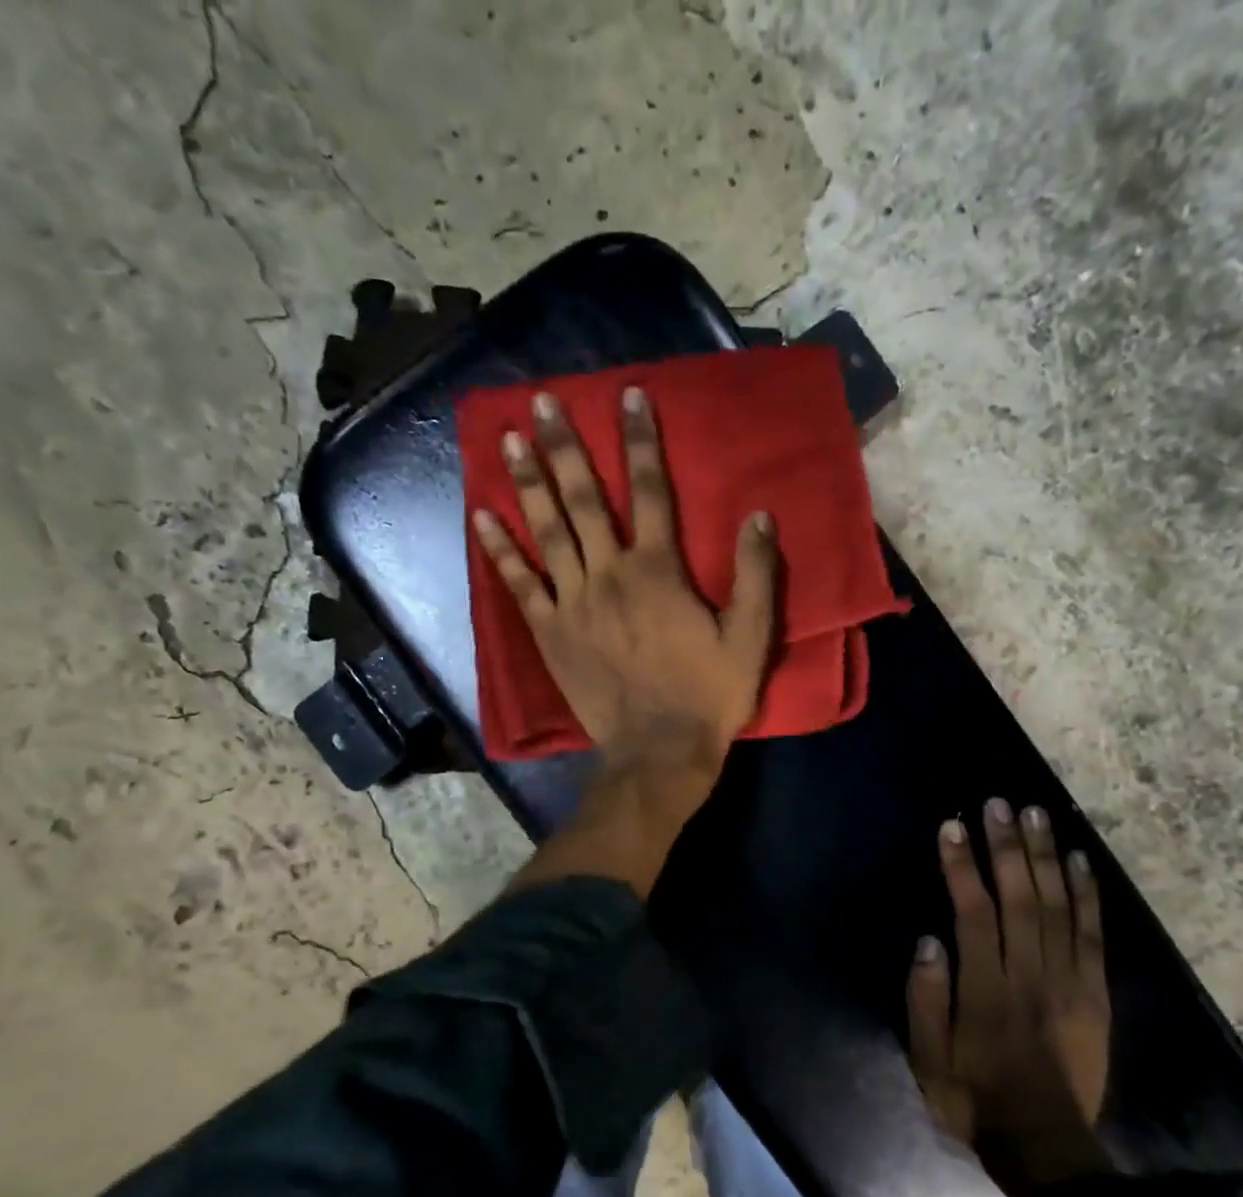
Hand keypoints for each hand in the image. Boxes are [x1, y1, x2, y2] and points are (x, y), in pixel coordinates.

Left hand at [473, 387, 779, 782]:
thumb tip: (759, 515)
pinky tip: (482, 517)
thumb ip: (756, 575)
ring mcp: (573, 603)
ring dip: (527, 482)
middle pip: (583, 499)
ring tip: (507, 439)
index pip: (649, 490)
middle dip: (563, 446)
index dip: (639, 440)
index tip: (627, 396)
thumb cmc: (708, 696)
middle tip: (541, 401)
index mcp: (659, 571)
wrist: (658, 753)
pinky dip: (501, 550)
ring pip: (547, 531)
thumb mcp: (751, 639)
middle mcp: (610, 575)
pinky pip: (520, 584)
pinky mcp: (550, 633)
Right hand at [907, 799, 1112, 1194]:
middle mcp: (1029, 976)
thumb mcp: (928, 1060)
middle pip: (1020, 898)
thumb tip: (930, 940)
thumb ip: (926, 1000)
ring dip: (1046, 857)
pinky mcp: (1095, 994)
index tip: (953, 827)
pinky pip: (1093, 936)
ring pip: (1058, 907)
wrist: (1047, 1146)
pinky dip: (1088, 895)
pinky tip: (1079, 860)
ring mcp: (1068, 982)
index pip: (974, 914)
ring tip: (1036, 815)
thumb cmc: (974, 1098)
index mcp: (987, 991)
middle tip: (998, 804)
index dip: (963, 867)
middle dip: (1007, 847)